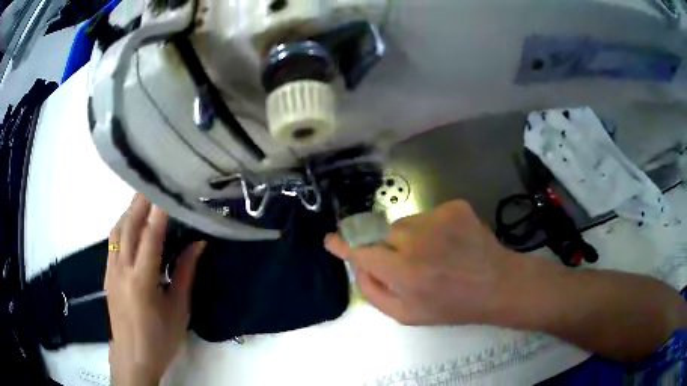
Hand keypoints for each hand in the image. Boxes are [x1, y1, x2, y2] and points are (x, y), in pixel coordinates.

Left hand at [105, 194, 205, 385]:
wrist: (133, 357)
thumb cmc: (160, 338)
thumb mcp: (178, 309)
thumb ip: (185, 274)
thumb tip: (198, 244)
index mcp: (142, 280)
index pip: (150, 236)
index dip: (159, 211)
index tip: (167, 190)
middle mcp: (122, 269)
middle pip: (129, 226)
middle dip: (141, 202)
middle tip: (154, 184)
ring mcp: (111, 271)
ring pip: (117, 231)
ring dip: (129, 212)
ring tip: (143, 201)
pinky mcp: (107, 275)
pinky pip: (112, 243)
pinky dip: (121, 227)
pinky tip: (130, 226)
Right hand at [325, 200, 518, 325]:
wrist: (496, 285)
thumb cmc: (451, 306)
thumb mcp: (407, 315)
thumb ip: (374, 292)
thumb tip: (357, 265)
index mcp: (405, 273)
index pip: (363, 253)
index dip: (344, 246)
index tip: (331, 240)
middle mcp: (418, 241)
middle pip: (384, 235)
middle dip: (390, 249)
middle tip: (412, 264)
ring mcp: (438, 219)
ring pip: (406, 223)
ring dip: (412, 238)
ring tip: (435, 254)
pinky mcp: (455, 207)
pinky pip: (428, 215)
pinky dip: (433, 228)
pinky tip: (450, 243)